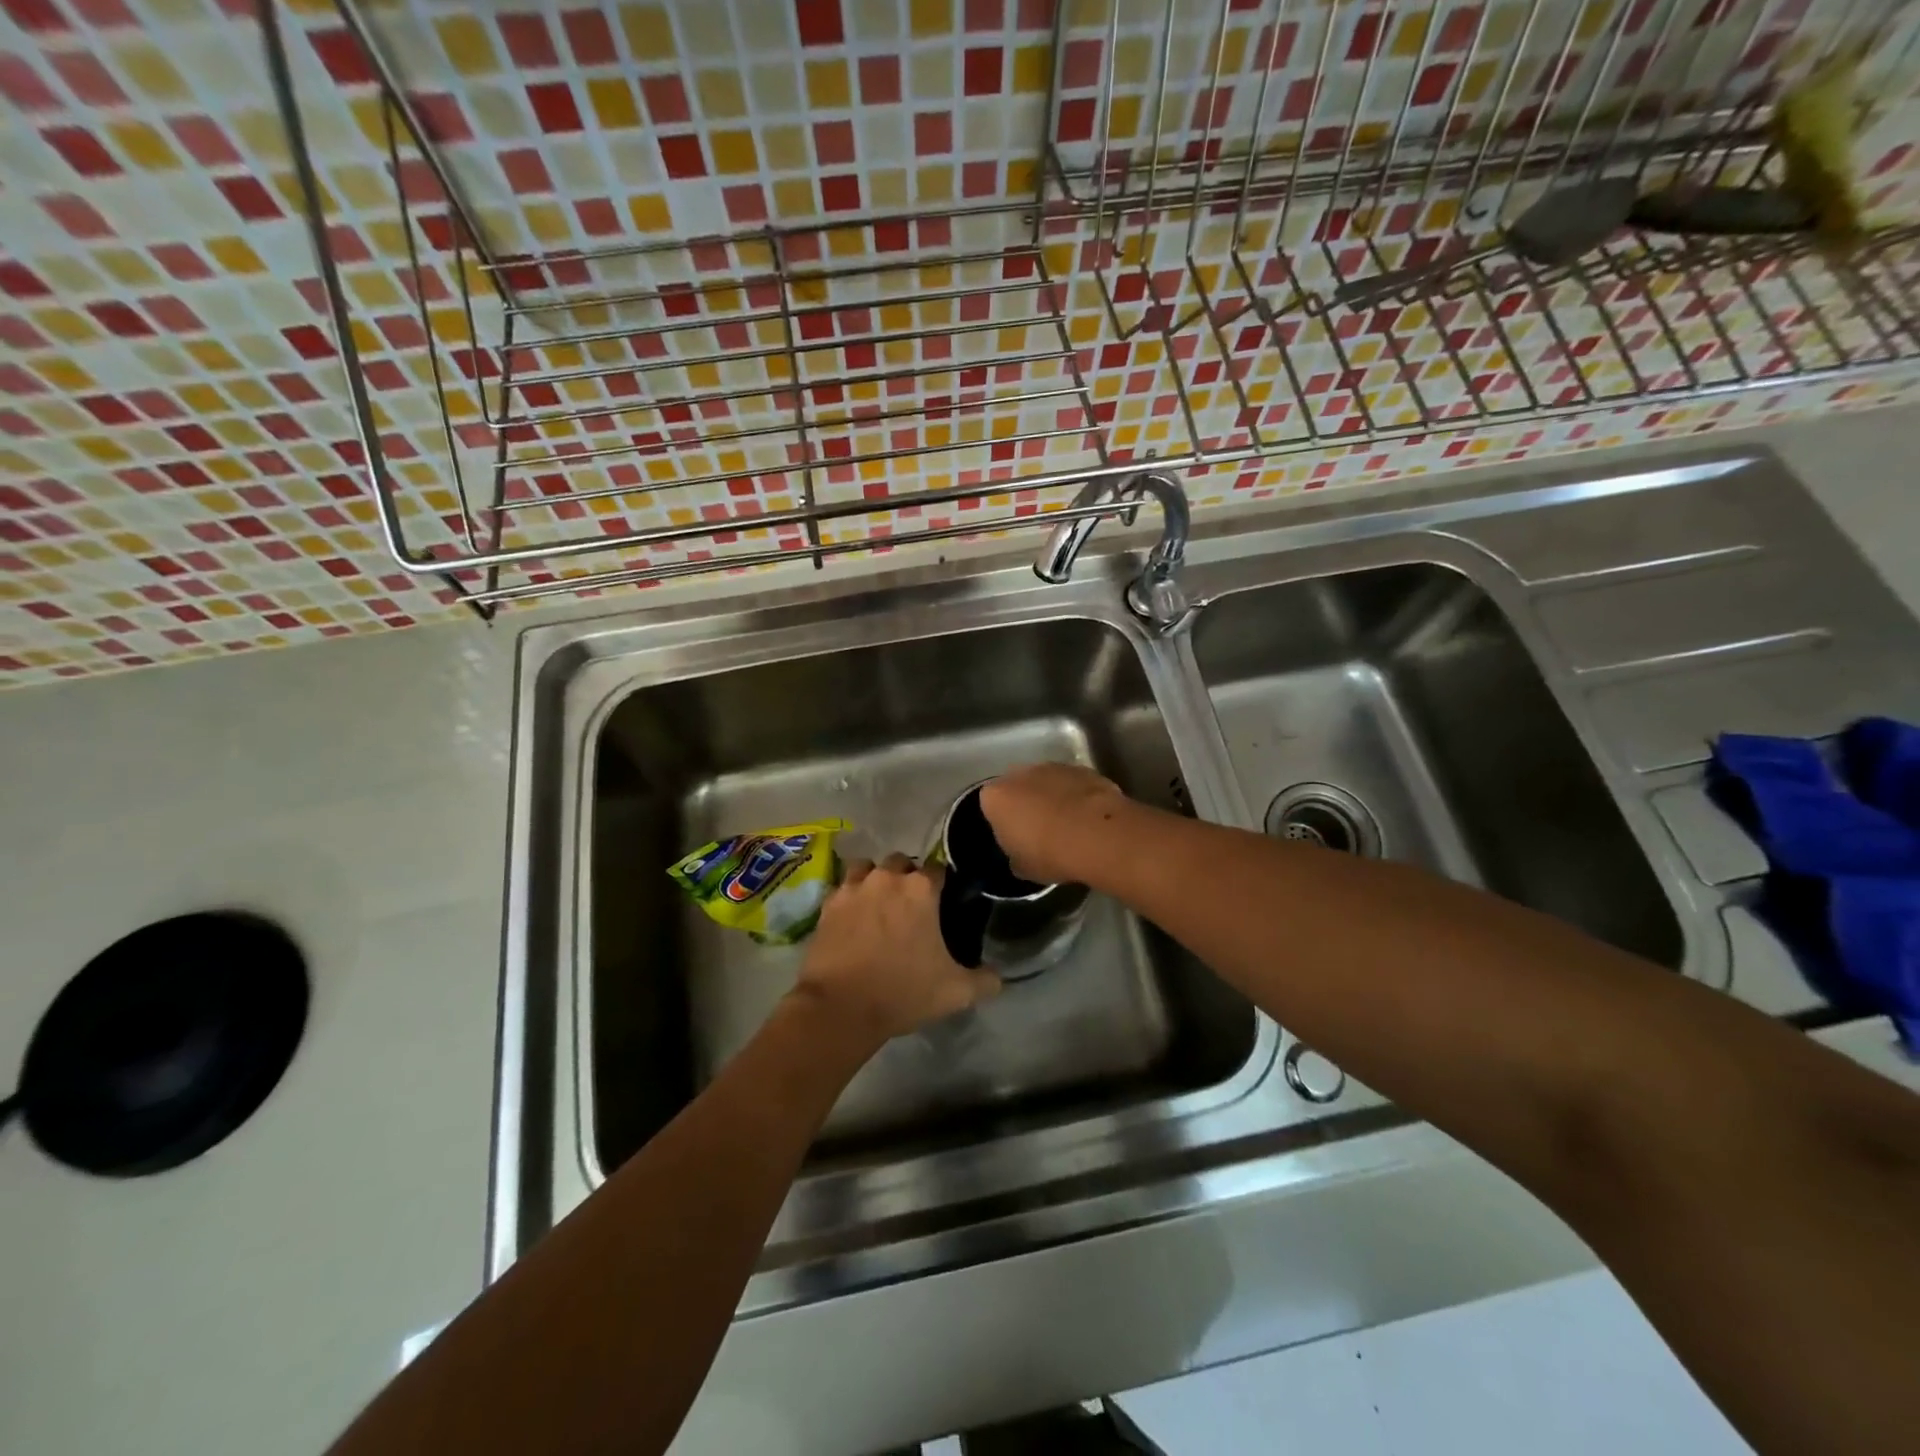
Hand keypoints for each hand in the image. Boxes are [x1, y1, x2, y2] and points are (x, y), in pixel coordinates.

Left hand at [793, 854, 999, 1044]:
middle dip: (907, 878)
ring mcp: (853, 887)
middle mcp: (887, 877)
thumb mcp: (956, 992)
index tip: (944, 903)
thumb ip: (985, 980)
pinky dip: (850, 897)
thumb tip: (999, 977)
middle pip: (902, 863)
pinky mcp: (828, 904)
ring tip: (879, 906)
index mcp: (922, 889)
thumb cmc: (903, 992)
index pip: (939, 869)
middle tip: (911, 908)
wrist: (841, 1007)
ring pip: (868, 869)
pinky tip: (854, 918)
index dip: (943, 884)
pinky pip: (843, 888)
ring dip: (876, 880)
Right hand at [979, 763, 1129, 884]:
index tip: (1015, 838)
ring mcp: (1053, 767)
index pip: (990, 806)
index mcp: (995, 797)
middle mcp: (1019, 774)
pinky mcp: (1083, 769)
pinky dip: (1077, 796)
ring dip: (1053, 798)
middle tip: (1040, 831)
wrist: (1097, 835)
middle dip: (1026, 804)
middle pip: (1017, 788)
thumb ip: (1015, 855)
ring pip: (1046, 783)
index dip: (1003, 822)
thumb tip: (1020, 855)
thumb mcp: (1022, 867)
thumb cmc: (1049, 853)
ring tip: (1069, 826)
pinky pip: (1073, 784)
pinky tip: (1088, 819)